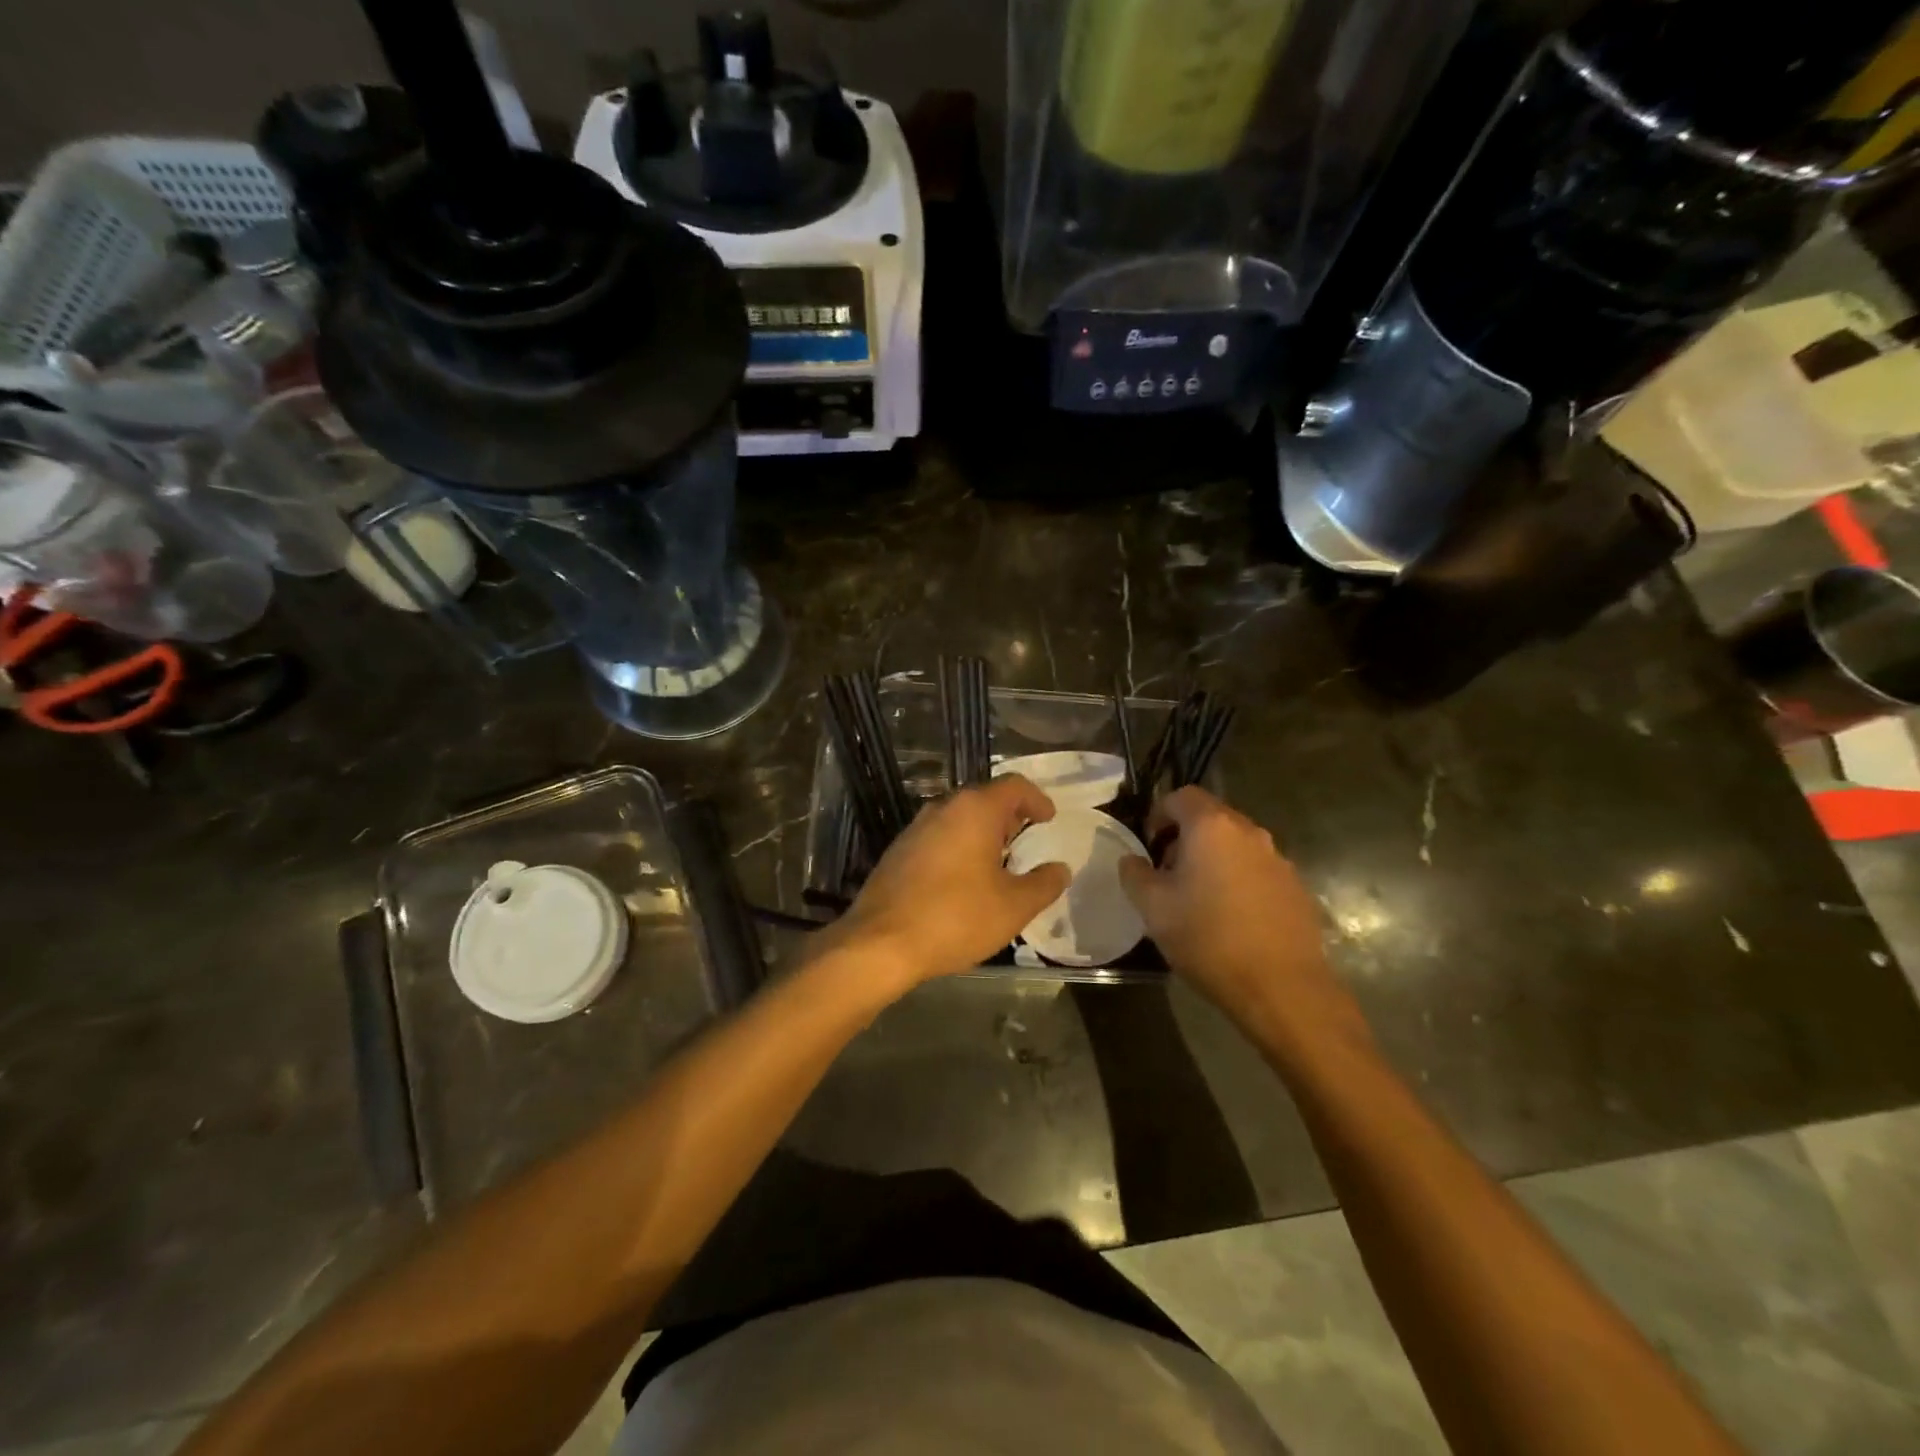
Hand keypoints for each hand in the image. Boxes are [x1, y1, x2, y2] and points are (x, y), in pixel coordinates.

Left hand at [827, 775, 1070, 990]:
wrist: (881, 943)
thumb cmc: (956, 918)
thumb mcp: (1014, 906)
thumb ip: (1044, 884)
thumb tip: (1060, 869)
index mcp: (975, 810)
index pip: (1014, 785)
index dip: (1036, 799)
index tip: (1049, 818)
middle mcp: (943, 808)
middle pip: (984, 798)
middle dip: (1008, 815)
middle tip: (1026, 838)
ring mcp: (915, 828)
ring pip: (958, 818)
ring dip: (981, 832)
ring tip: (998, 861)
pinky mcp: (898, 851)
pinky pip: (938, 837)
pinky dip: (958, 847)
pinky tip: (963, 878)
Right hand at [1119, 788, 1364, 1044]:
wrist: (1281, 987)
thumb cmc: (1208, 938)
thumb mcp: (1153, 908)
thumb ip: (1135, 874)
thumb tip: (1132, 860)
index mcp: (1212, 827)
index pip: (1181, 796)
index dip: (1158, 815)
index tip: (1149, 847)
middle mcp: (1250, 833)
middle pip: (1211, 818)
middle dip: (1184, 839)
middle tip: (1168, 874)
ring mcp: (1278, 860)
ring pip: (1235, 845)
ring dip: (1213, 860)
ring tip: (1199, 899)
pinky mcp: (1296, 888)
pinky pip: (1257, 870)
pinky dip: (1239, 881)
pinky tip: (1231, 919)